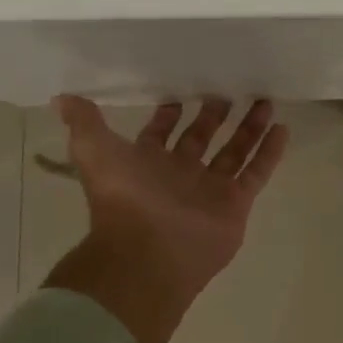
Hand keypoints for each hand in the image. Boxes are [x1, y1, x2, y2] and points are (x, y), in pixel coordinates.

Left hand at [44, 97, 288, 342]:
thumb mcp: (94, 152)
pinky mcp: (235, 203)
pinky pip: (256, 173)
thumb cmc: (123, 198)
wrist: (149, 252)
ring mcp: (210, 189)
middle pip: (202, 138)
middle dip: (214, 115)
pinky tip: (282, 128)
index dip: (170, 114)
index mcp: (147, 163)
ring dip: (249, 127)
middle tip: (230, 89)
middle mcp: (180, 174)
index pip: (162, 133)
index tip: (182, 92)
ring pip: (234, 151)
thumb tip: (61, 97)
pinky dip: (269, 152)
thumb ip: (84, 123)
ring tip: (265, 100)